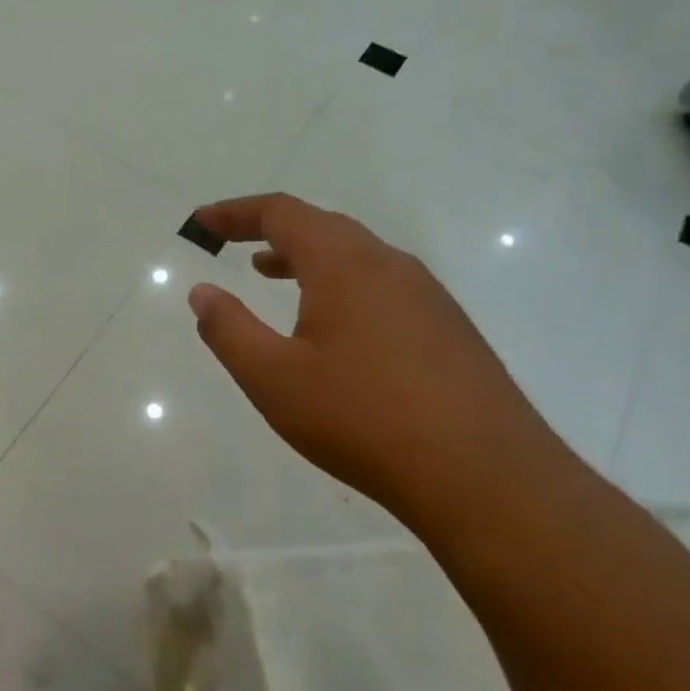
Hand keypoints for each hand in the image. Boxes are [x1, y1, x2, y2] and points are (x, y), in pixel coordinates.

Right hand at [187, 194, 560, 512]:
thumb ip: (229, 329)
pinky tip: (332, 324)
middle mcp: (389, 265)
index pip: (281, 213)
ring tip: (270, 274)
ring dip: (305, 255)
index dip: (235, 212)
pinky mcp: (449, 328)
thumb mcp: (273, 378)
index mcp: (344, 264)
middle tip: (231, 243)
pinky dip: (339, 282)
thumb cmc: (363, 419)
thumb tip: (201, 292)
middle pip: (321, 225)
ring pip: (355, 254)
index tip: (201, 222)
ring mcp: (427, 295)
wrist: (487, 478)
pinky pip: (381, 283)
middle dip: (269, 228)